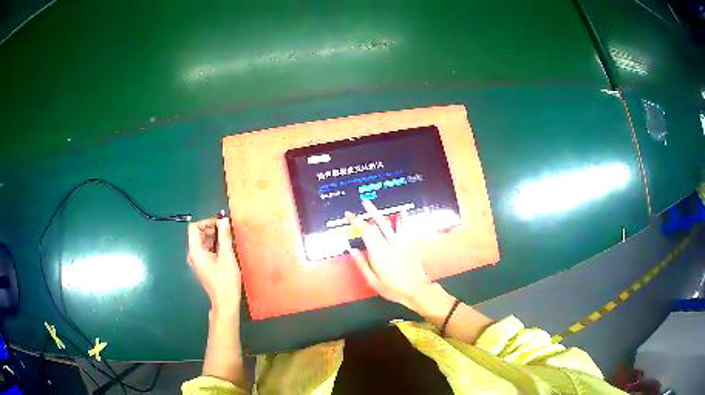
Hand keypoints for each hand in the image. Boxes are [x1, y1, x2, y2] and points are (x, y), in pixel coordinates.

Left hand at [188, 216, 240, 313]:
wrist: (225, 301)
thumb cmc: (226, 280)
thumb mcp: (227, 256)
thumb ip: (224, 236)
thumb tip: (224, 220)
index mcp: (196, 251)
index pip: (194, 227)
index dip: (206, 222)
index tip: (220, 224)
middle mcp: (193, 255)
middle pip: (198, 234)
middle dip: (212, 229)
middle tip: (227, 230)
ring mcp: (197, 261)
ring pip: (202, 242)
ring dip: (214, 237)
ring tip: (228, 240)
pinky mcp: (202, 266)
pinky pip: (205, 250)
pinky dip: (214, 246)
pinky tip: (226, 250)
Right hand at [345, 200, 432, 308]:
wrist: (415, 290)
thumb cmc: (391, 288)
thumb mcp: (372, 280)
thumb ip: (362, 263)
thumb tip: (351, 249)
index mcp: (378, 253)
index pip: (366, 232)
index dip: (357, 221)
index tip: (349, 215)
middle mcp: (389, 244)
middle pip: (377, 224)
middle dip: (367, 213)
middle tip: (361, 202)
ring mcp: (402, 242)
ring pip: (390, 223)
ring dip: (380, 212)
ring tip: (373, 203)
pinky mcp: (411, 244)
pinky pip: (406, 228)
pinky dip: (404, 218)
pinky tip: (402, 210)